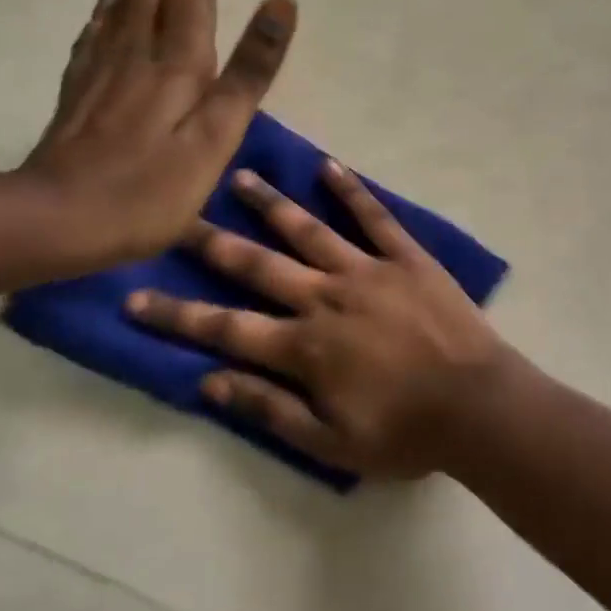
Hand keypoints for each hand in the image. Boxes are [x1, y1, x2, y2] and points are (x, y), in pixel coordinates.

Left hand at [20, 0, 296, 269]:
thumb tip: (281, 1)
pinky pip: (96, 27)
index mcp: (177, 60)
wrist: (56, 221)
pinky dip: (109, 1)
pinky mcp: (79, 86)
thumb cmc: (152, 187)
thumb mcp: (218, 133)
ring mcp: (102, 66)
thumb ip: (250, 69)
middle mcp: (137, 49)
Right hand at [125, 160, 508, 477]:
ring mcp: (367, 270)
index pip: (225, 329)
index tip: (134, 297)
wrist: (477, 405)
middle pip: (258, 266)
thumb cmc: (404, 432)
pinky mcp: (406, 256)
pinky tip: (329, 167)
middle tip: (176, 216)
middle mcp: (326, 297)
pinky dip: (351, 191)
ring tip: (239, 177)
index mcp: (305, 347)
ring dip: (271, 204)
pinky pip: (374, 217)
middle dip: (212, 243)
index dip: (176, 316)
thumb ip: (269, 410)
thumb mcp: (330, 443)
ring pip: (309, 229)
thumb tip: (209, 381)